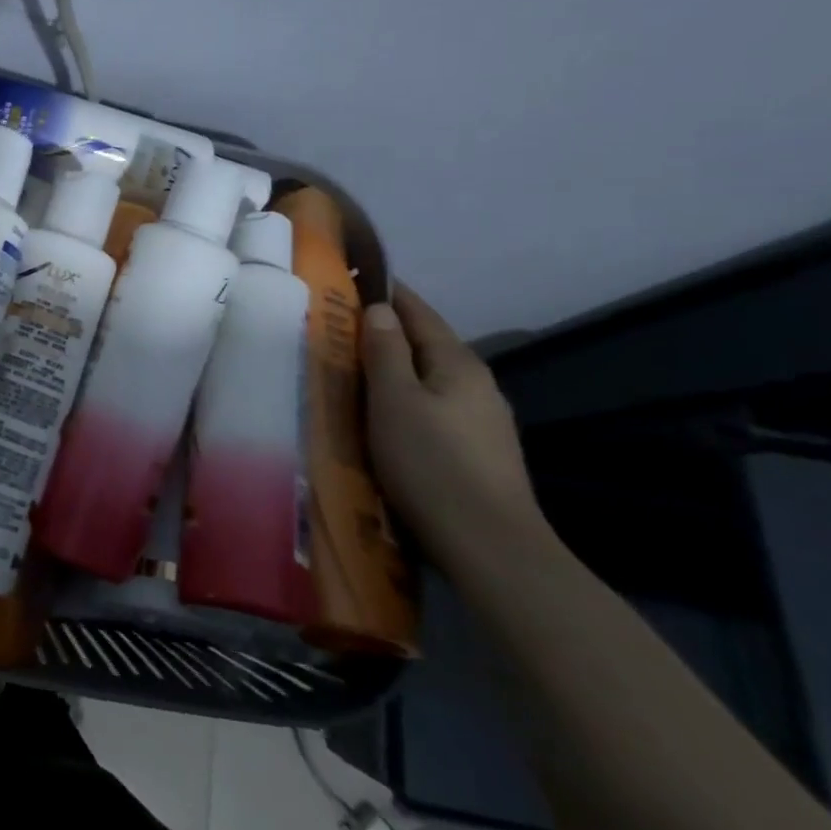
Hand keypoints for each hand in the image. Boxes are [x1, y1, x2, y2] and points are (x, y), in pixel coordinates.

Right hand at [360, 284, 545, 571]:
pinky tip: (387, 419)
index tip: (353, 280)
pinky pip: (435, 410)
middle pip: (426, 345)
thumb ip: (385, 350)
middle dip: (387, 334)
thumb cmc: (431, 463)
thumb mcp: (394, 399)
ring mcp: (483, 423)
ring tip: (355, 372)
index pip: (419, 312)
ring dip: (396, 371)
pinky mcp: (479, 455)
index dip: (388, 293)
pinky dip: (408, 401)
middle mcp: (477, 385)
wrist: (490, 549)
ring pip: (430, 380)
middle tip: (340, 329)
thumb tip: (381, 308)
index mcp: (458, 363)